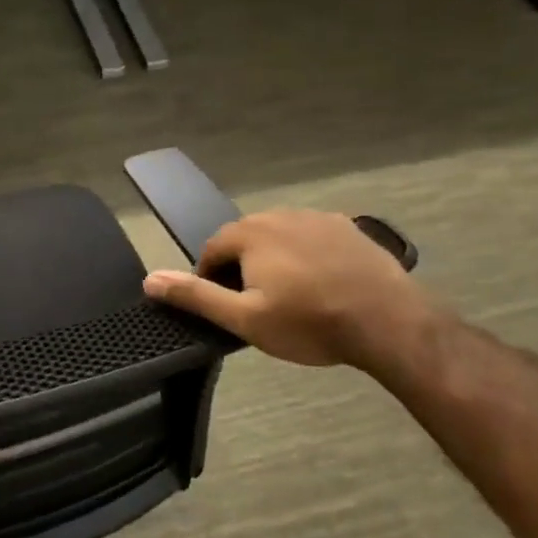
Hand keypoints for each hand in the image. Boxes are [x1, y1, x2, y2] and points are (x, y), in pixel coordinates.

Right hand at [143, 209, 429, 369]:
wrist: (388, 322)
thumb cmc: (308, 323)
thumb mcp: (244, 318)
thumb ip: (196, 296)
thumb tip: (149, 279)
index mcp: (251, 233)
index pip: (213, 248)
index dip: (210, 277)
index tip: (224, 306)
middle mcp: (281, 214)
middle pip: (246, 237)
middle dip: (242, 266)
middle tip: (255, 304)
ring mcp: (319, 218)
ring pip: (280, 235)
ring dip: (274, 258)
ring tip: (289, 295)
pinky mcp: (349, 228)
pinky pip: (312, 237)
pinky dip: (306, 255)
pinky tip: (321, 283)